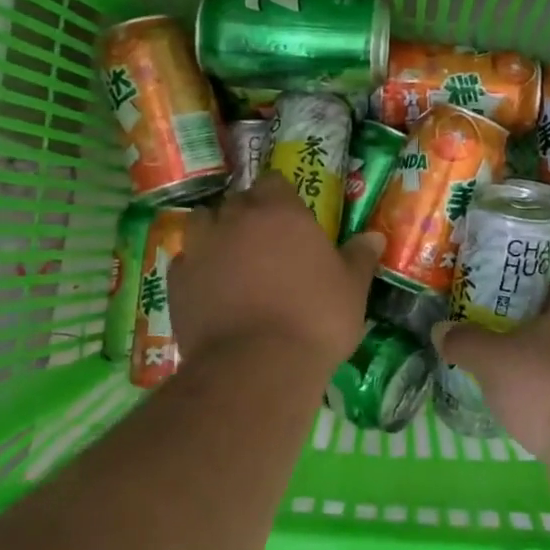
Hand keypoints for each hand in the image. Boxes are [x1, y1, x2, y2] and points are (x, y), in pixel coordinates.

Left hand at [170, 173, 384, 370]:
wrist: (256, 367)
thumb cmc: (315, 319)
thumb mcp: (352, 290)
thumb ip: (359, 258)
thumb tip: (374, 236)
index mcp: (280, 211)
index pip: (274, 182)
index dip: (281, 197)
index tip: (291, 216)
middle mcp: (236, 219)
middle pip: (237, 200)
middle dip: (248, 214)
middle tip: (265, 242)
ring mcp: (201, 248)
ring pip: (202, 223)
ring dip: (215, 233)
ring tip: (231, 258)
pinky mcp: (176, 281)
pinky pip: (184, 262)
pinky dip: (196, 269)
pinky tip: (209, 289)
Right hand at [432, 280, 549, 458]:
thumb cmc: (546, 384)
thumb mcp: (492, 359)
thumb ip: (465, 342)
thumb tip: (440, 330)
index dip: (538, 292)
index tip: (510, 307)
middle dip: (536, 332)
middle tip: (501, 341)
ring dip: (547, 367)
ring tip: (512, 378)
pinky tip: (533, 410)